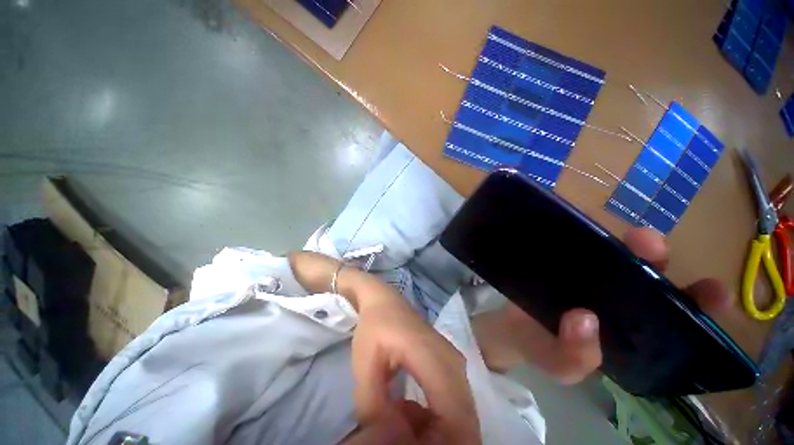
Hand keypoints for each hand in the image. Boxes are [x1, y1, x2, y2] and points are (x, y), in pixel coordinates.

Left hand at [288, 251, 480, 443]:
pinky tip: (409, 413)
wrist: (385, 300)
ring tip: (401, 427)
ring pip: (461, 417)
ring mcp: (456, 364)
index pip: (456, 419)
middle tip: (402, 440)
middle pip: (464, 423)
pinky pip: (454, 405)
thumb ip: (374, 409)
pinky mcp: (452, 366)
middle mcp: (454, 364)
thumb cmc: (374, 326)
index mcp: (434, 360)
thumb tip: (390, 439)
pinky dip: (437, 420)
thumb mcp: (364, 366)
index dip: (441, 444)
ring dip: (437, 433)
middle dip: (438, 441)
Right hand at [473, 227, 732, 383]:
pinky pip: (578, 249)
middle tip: (649, 245)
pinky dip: (584, 239)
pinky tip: (582, 232)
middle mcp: (618, 300)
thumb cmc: (540, 350)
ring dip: (626, 244)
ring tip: (632, 238)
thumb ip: (575, 357)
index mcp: (631, 332)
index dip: (699, 304)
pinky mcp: (563, 265)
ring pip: (615, 256)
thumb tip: (583, 319)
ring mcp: (589, 278)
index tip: (715, 289)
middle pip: (646, 276)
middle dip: (657, 258)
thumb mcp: (560, 366)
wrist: (509, 327)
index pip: (675, 319)